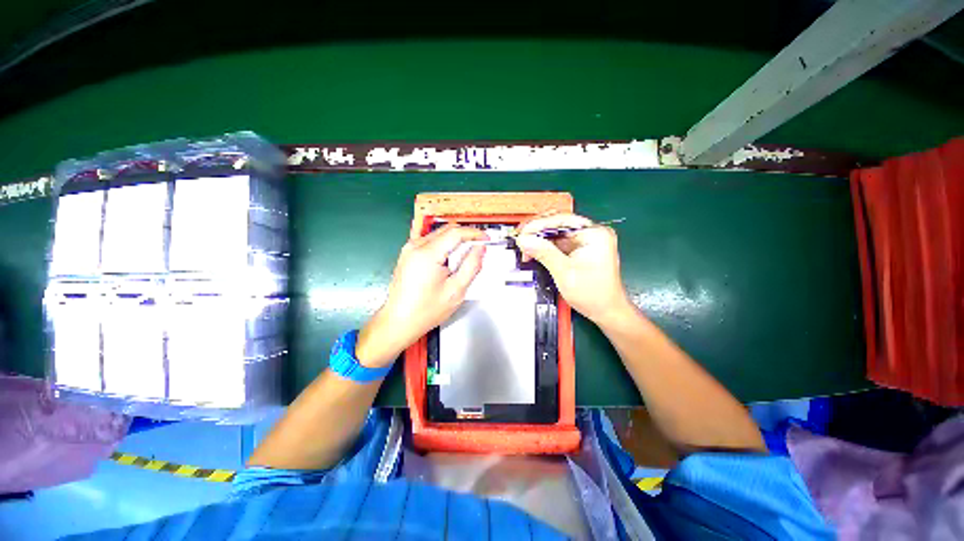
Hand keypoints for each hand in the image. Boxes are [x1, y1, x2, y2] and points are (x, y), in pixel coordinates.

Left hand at [354, 224, 487, 367]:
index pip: (455, 233)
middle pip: (447, 230)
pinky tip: (450, 259)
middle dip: (466, 235)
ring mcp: (409, 249)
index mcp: (427, 254)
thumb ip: (471, 266)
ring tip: (465, 256)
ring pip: (439, 234)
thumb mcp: (456, 291)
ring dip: (455, 240)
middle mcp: (415, 246)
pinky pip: (430, 241)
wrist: (399, 321)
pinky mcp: (408, 254)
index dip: (474, 233)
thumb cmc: (426, 310)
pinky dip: (444, 245)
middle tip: (479, 247)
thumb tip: (480, 249)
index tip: (486, 239)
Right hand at [516, 212, 632, 325]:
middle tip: (521, 238)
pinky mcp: (581, 248)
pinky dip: (546, 246)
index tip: (522, 233)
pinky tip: (534, 251)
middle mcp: (592, 233)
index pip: (561, 220)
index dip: (538, 225)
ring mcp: (587, 240)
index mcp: (594, 234)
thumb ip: (544, 253)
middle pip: (559, 223)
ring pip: (557, 232)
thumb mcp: (564, 273)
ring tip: (525, 247)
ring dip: (540, 239)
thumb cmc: (593, 295)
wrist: (606, 311)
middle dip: (538, 230)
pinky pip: (560, 242)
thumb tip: (525, 240)